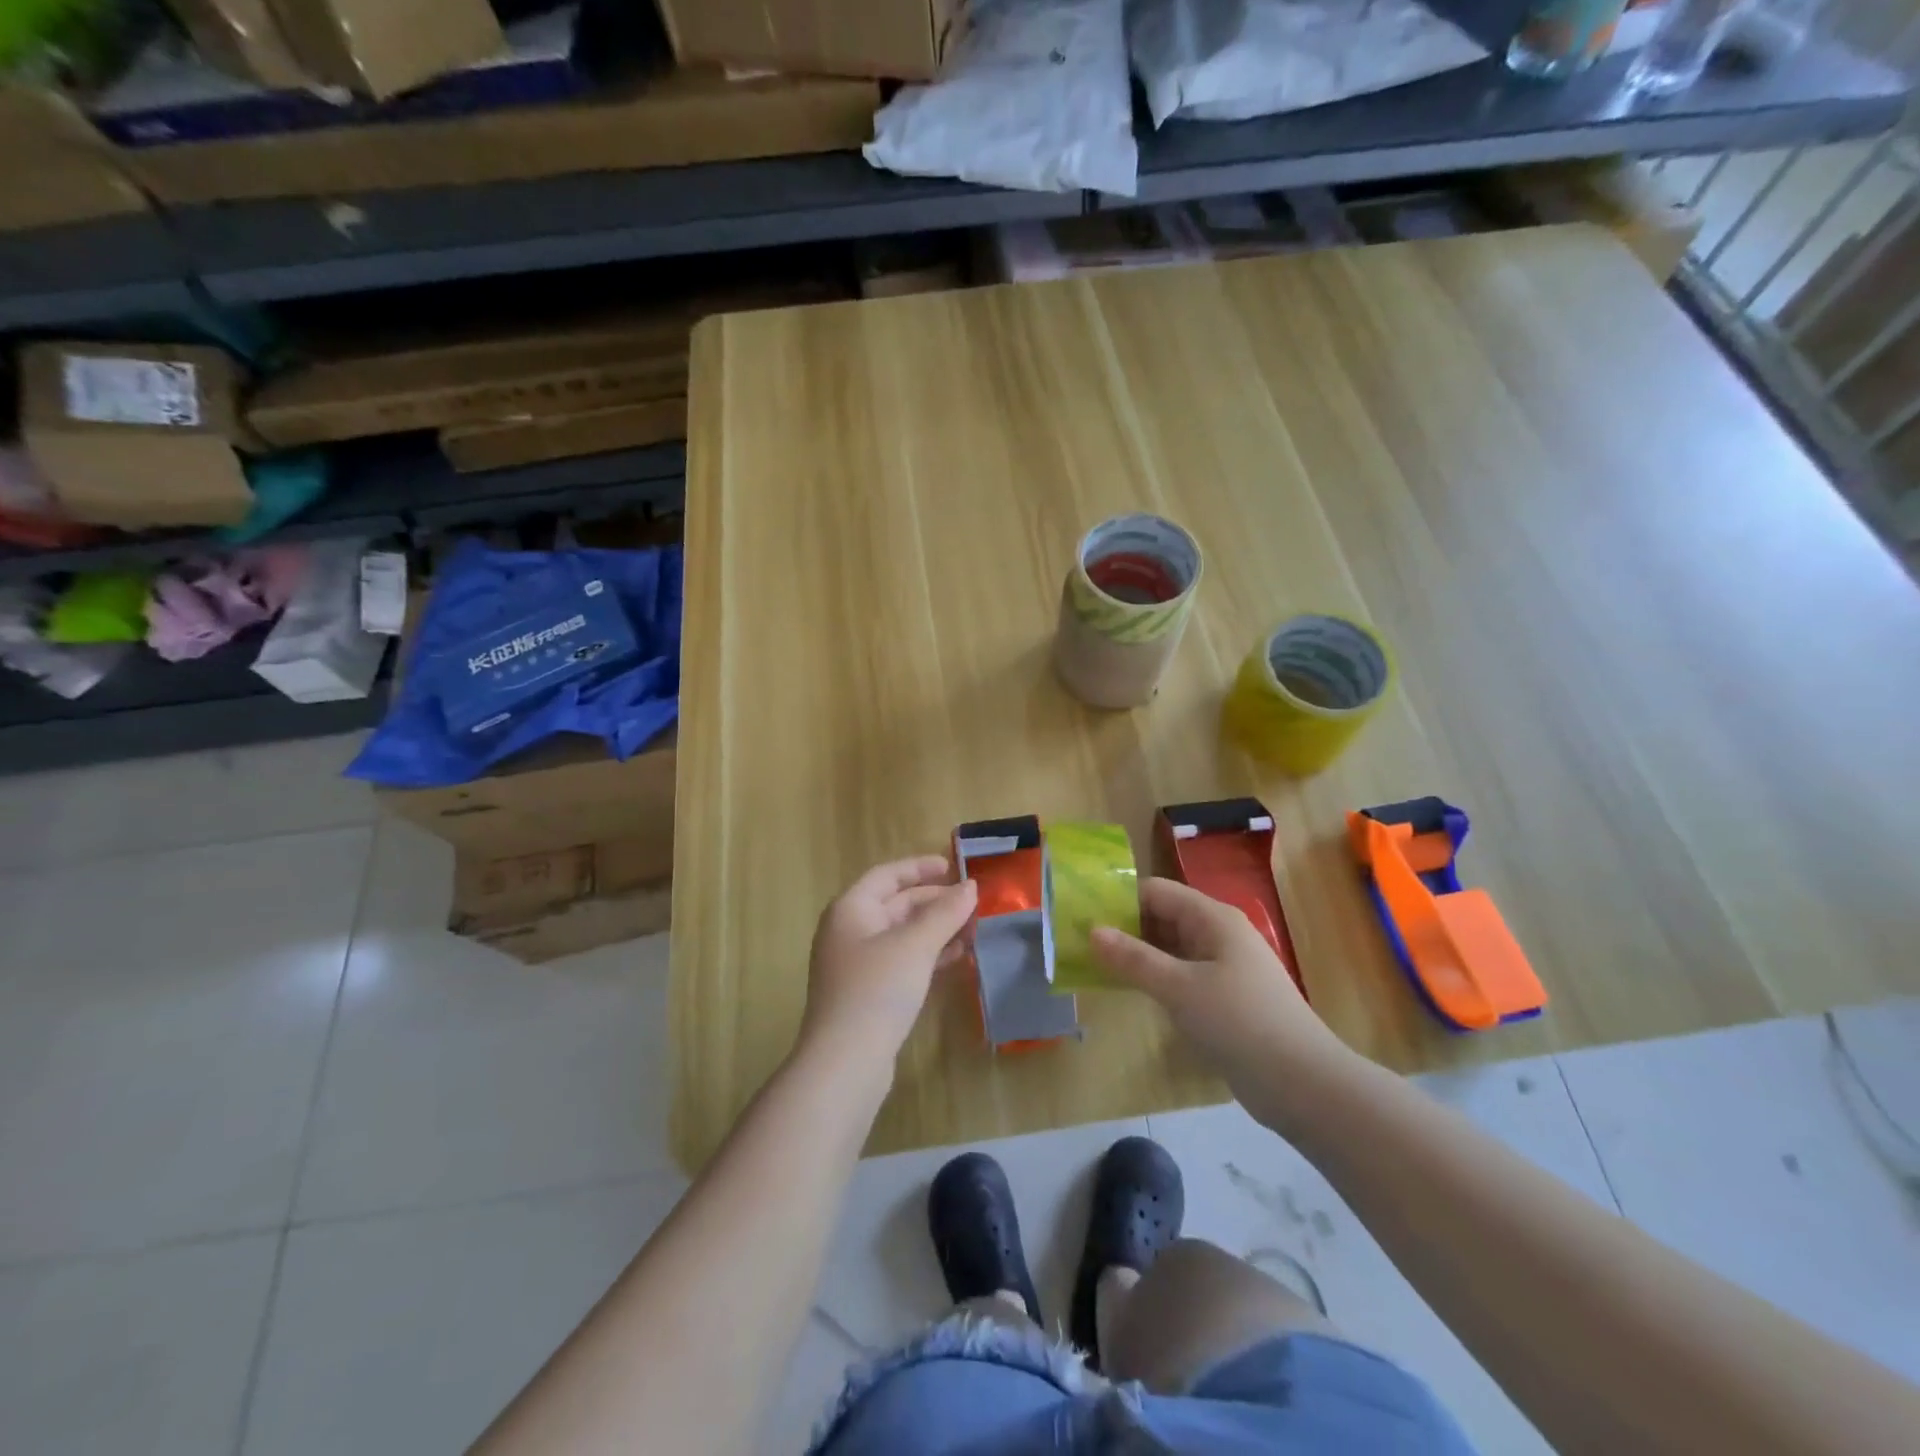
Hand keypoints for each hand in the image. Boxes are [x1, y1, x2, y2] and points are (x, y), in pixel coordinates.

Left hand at [801, 856, 977, 1072]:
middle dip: (935, 902)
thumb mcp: (915, 945)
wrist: (845, 1062)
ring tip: (972, 929)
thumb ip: (945, 913)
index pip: (888, 875)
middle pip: (896, 904)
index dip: (920, 867)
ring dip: (935, 929)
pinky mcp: (867, 993)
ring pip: (901, 934)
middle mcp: (849, 931)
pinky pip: (901, 961)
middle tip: (973, 903)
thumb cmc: (877, 990)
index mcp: (851, 909)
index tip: (954, 867)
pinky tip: (955, 958)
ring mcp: (857, 964)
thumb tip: (970, 887)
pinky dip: (927, 955)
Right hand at [1091, 877, 1351, 1126]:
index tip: (1082, 914)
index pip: (1157, 892)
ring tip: (1095, 964)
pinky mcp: (1226, 997)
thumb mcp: (1179, 988)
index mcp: (1213, 918)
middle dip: (1124, 927)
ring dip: (1138, 954)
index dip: (1119, 899)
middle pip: (1163, 916)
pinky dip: (1156, 976)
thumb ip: (1134, 958)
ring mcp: (1224, 966)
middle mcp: (1219, 934)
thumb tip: (1092, 931)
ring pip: (1171, 947)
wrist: (1303, 1083)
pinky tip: (1130, 990)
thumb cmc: (1239, 1023)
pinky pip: (1182, 974)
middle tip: (1081, 942)